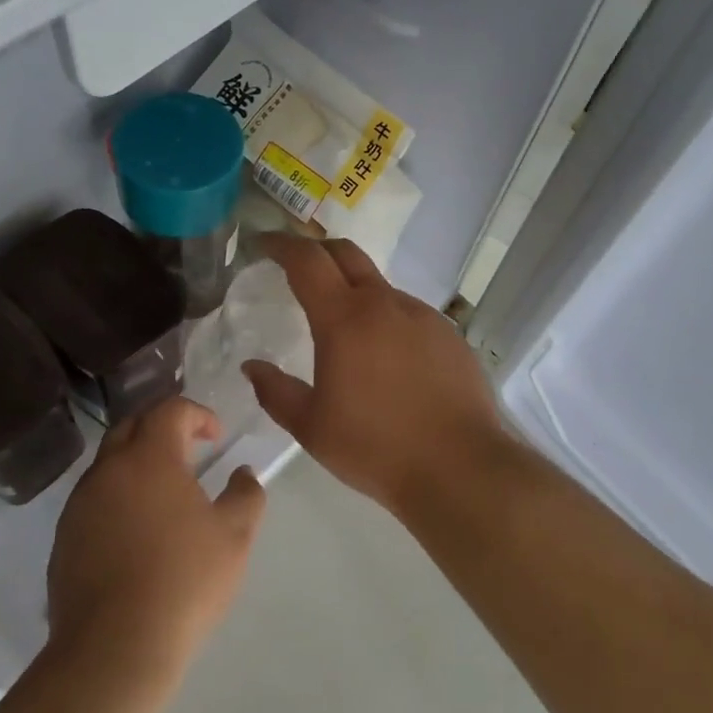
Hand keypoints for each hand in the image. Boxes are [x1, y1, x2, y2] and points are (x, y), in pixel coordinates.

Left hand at [46, 398, 265, 672]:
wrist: (114, 647)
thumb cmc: (184, 581)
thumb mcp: (234, 536)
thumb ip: (246, 494)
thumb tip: (243, 473)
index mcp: (149, 458)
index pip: (170, 410)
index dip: (197, 414)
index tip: (216, 436)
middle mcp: (108, 470)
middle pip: (131, 426)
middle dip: (162, 428)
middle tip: (188, 450)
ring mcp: (79, 503)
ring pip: (108, 463)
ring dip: (136, 464)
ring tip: (164, 494)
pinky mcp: (64, 536)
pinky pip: (93, 499)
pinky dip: (117, 497)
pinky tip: (135, 532)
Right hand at [244, 234, 503, 515]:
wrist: (459, 468)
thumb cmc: (375, 448)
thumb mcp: (311, 427)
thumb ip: (275, 392)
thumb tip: (253, 367)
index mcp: (345, 319)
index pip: (307, 260)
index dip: (281, 245)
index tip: (263, 244)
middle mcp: (385, 304)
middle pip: (346, 254)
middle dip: (316, 251)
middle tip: (297, 268)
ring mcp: (423, 316)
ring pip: (380, 286)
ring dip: (354, 290)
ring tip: (343, 329)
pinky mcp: (449, 335)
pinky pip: (408, 314)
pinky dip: (385, 319)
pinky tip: (386, 358)